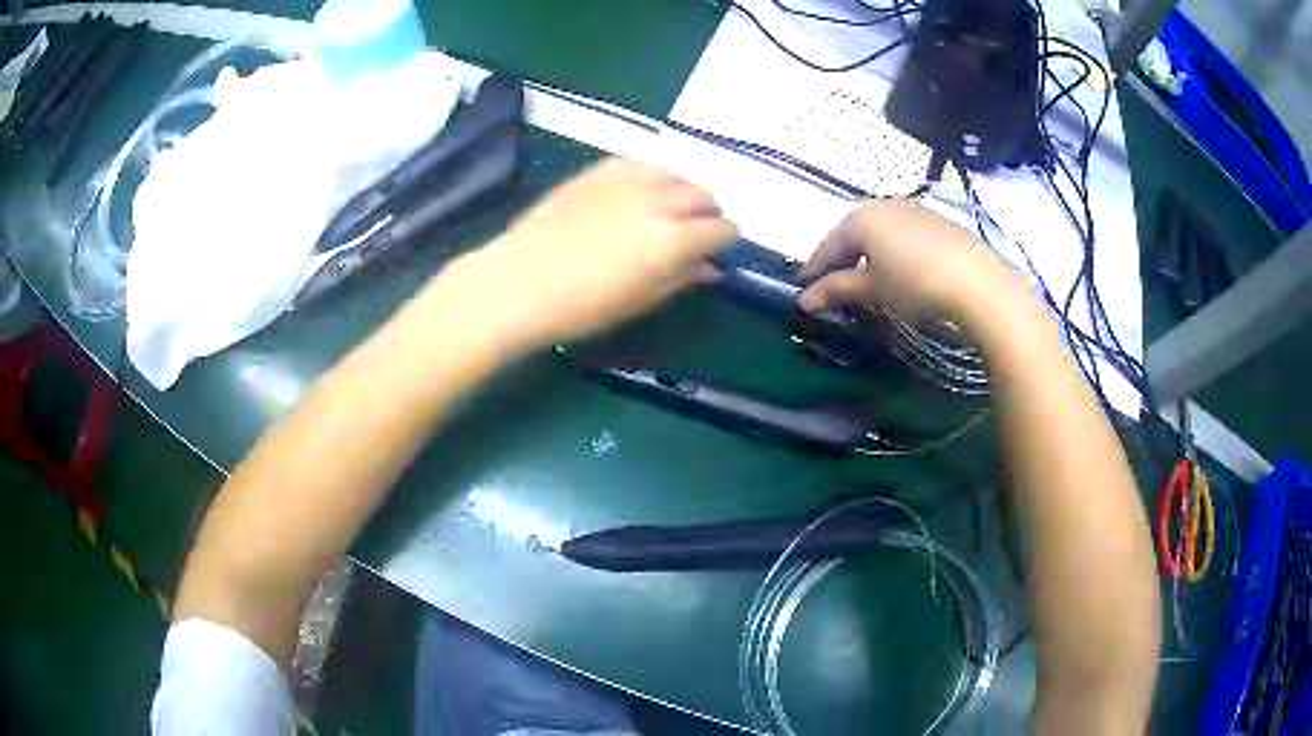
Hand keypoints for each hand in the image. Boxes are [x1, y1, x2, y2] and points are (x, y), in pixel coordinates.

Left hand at [446, 159, 736, 348]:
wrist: (519, 282)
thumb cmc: (581, 306)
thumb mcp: (639, 301)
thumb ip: (681, 278)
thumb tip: (710, 268)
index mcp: (672, 240)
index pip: (721, 229)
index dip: (724, 240)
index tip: (716, 250)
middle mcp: (657, 201)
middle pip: (703, 194)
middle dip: (706, 212)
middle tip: (691, 232)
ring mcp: (626, 180)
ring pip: (674, 173)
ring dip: (680, 190)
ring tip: (665, 210)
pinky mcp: (598, 170)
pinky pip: (640, 162)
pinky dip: (650, 175)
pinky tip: (638, 191)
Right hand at [798, 200, 1011, 322]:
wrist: (980, 286)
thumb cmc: (916, 285)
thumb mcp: (872, 290)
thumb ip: (836, 290)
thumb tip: (804, 299)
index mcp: (863, 217)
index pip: (829, 243)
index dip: (814, 268)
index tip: (801, 289)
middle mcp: (887, 205)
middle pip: (855, 234)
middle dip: (842, 259)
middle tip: (832, 284)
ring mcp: (917, 211)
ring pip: (882, 233)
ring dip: (869, 255)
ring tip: (866, 280)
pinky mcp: (942, 224)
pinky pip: (906, 236)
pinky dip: (895, 253)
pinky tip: (901, 272)